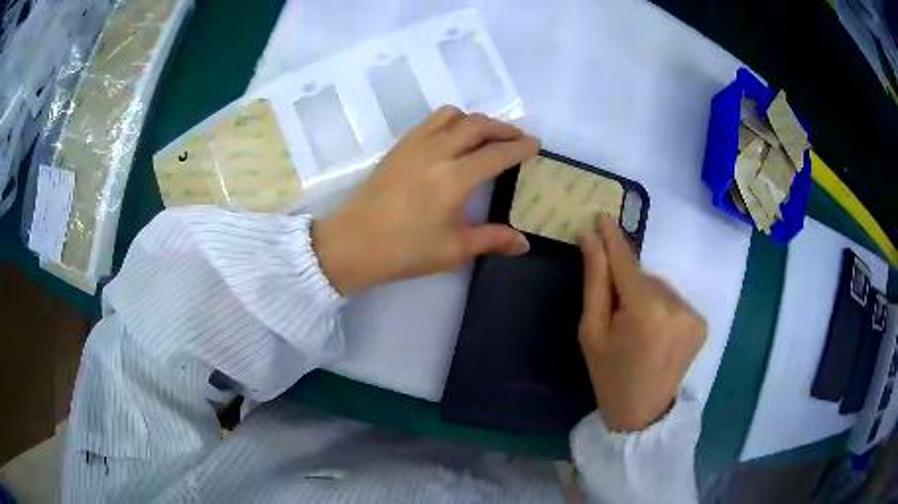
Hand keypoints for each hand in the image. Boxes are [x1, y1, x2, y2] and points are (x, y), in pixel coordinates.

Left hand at [313, 106, 539, 293]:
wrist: (355, 243)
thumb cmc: (405, 250)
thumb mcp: (454, 250)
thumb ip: (493, 240)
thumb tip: (525, 243)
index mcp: (455, 179)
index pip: (497, 153)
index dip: (520, 147)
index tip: (535, 144)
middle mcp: (437, 152)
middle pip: (478, 125)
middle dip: (503, 128)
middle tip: (517, 138)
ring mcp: (415, 144)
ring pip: (454, 115)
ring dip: (476, 120)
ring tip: (486, 136)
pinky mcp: (400, 146)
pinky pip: (432, 121)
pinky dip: (452, 122)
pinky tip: (454, 139)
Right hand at [578, 217, 706, 431]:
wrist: (642, 413)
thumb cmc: (608, 374)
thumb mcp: (591, 331)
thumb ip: (595, 282)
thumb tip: (590, 239)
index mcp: (644, 311)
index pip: (626, 263)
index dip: (613, 240)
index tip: (602, 217)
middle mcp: (675, 306)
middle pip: (643, 276)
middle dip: (627, 284)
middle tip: (616, 313)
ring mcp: (693, 314)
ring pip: (659, 287)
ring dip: (645, 296)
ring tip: (637, 328)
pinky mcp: (701, 322)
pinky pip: (673, 300)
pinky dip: (661, 307)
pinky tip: (654, 332)